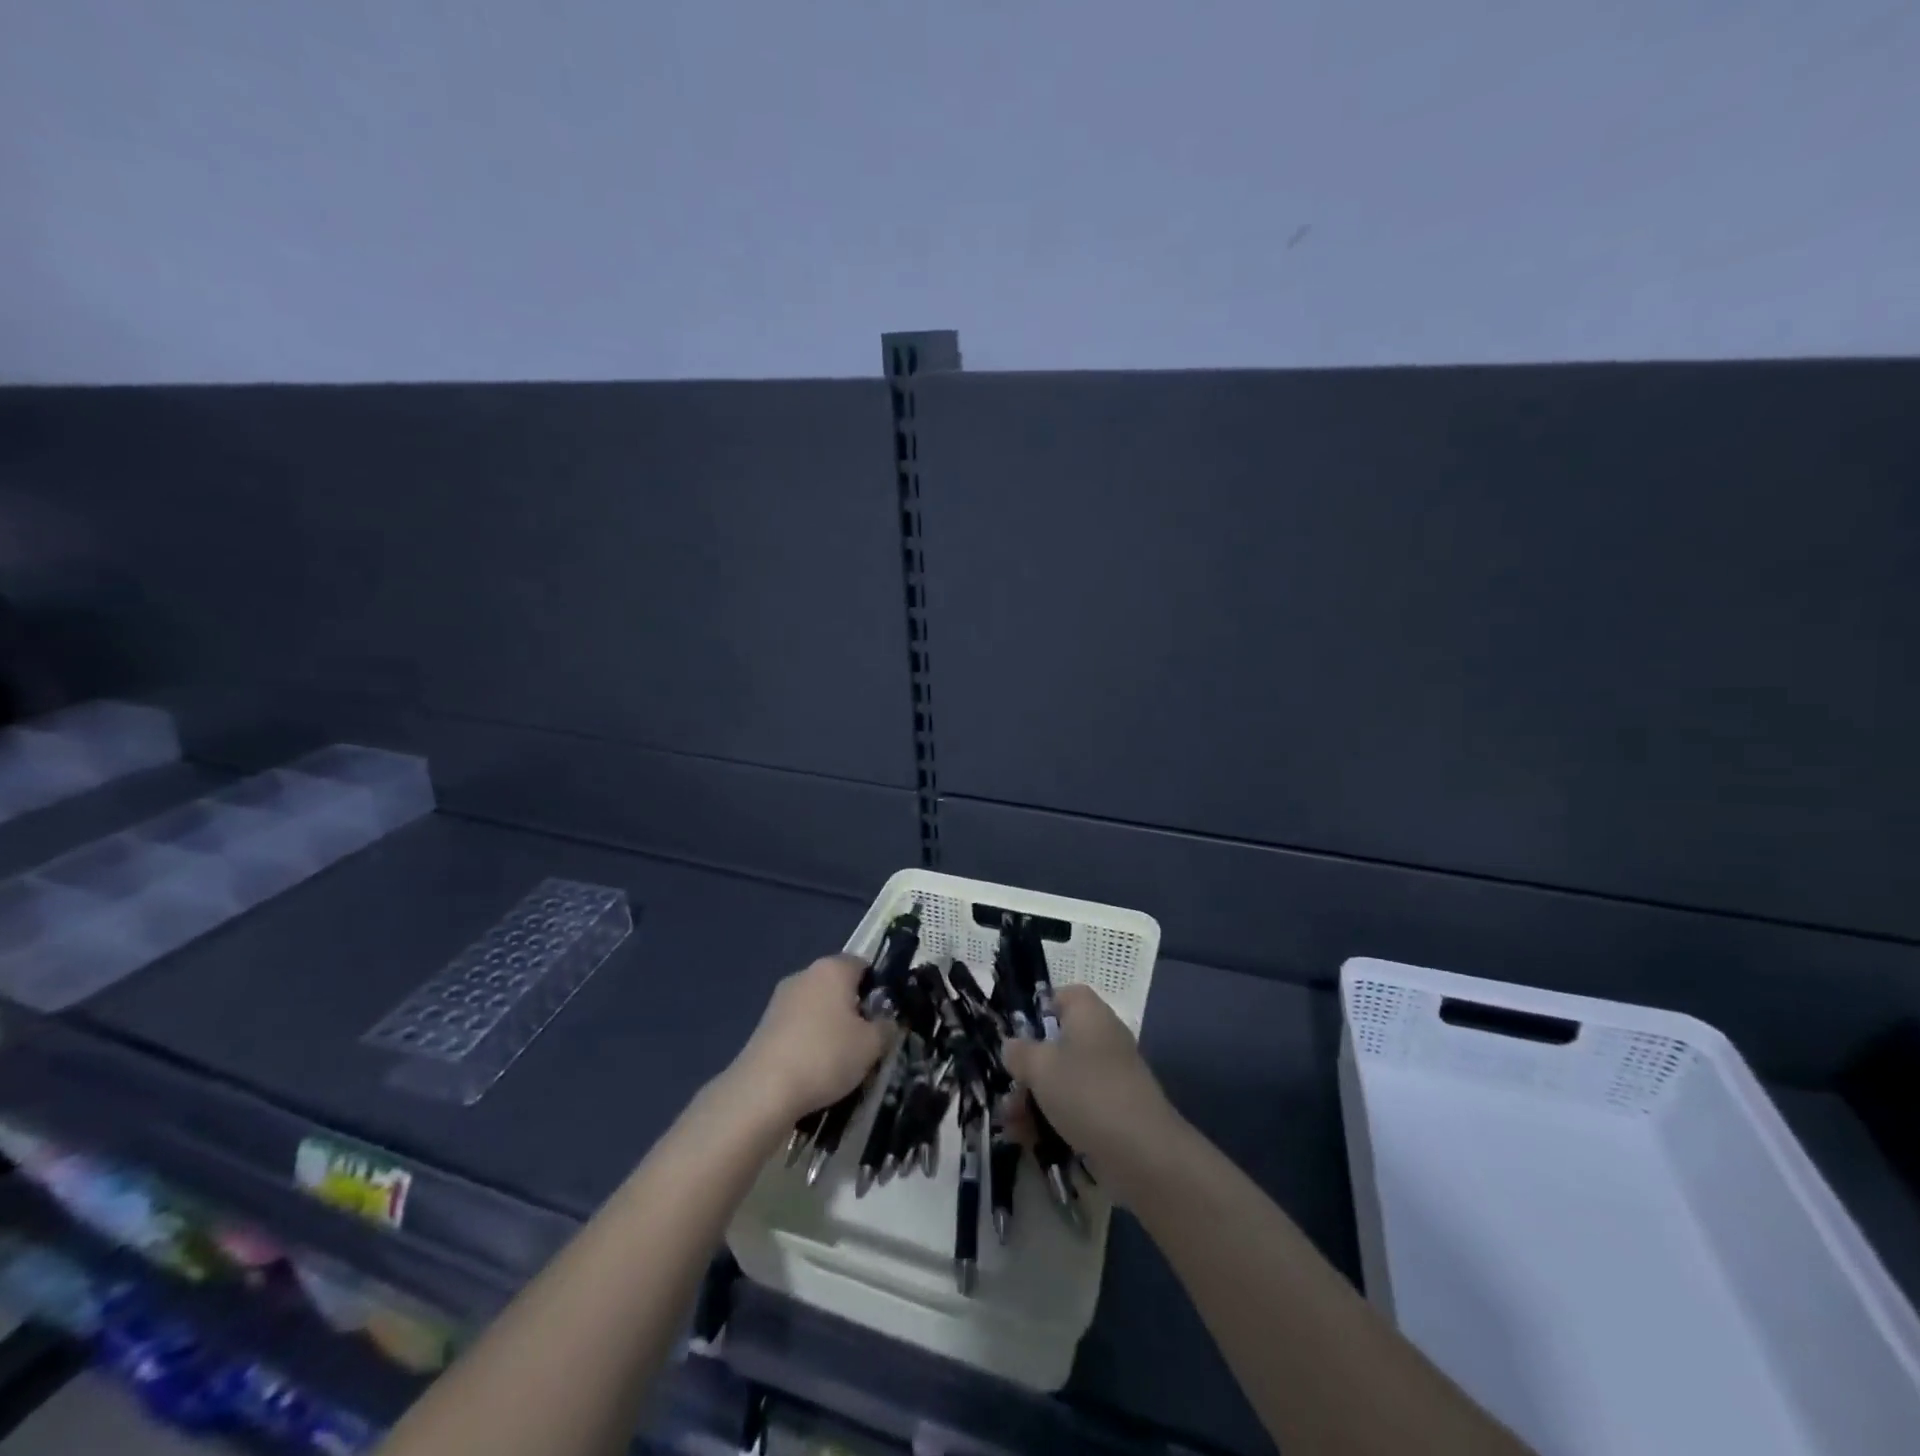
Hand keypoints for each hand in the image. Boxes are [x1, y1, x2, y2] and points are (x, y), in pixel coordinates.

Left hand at [730, 955, 890, 1124]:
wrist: (763, 1091)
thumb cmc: (826, 1056)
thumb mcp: (871, 1046)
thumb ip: (886, 1028)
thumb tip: (886, 1022)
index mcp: (832, 969)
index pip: (863, 965)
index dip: (878, 989)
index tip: (884, 1017)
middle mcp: (805, 975)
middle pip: (839, 986)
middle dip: (854, 1009)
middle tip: (866, 1041)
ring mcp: (781, 999)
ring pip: (817, 1007)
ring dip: (830, 1026)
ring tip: (841, 1061)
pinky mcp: (765, 1024)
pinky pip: (799, 1025)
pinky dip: (809, 1040)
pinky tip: (814, 1069)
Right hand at [1002, 983, 1176, 1192]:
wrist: (1142, 1153)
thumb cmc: (1086, 1092)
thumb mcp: (1040, 1067)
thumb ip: (1019, 1052)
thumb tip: (1012, 1046)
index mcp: (1089, 1014)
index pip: (1065, 995)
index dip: (1039, 1009)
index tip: (1017, 1035)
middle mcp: (1102, 1039)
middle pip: (1058, 1043)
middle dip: (1028, 1069)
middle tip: (1007, 1091)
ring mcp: (1110, 1077)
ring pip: (1063, 1079)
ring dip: (1034, 1099)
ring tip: (1012, 1125)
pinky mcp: (1113, 1111)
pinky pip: (1076, 1107)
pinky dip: (1053, 1120)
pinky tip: (1028, 1140)